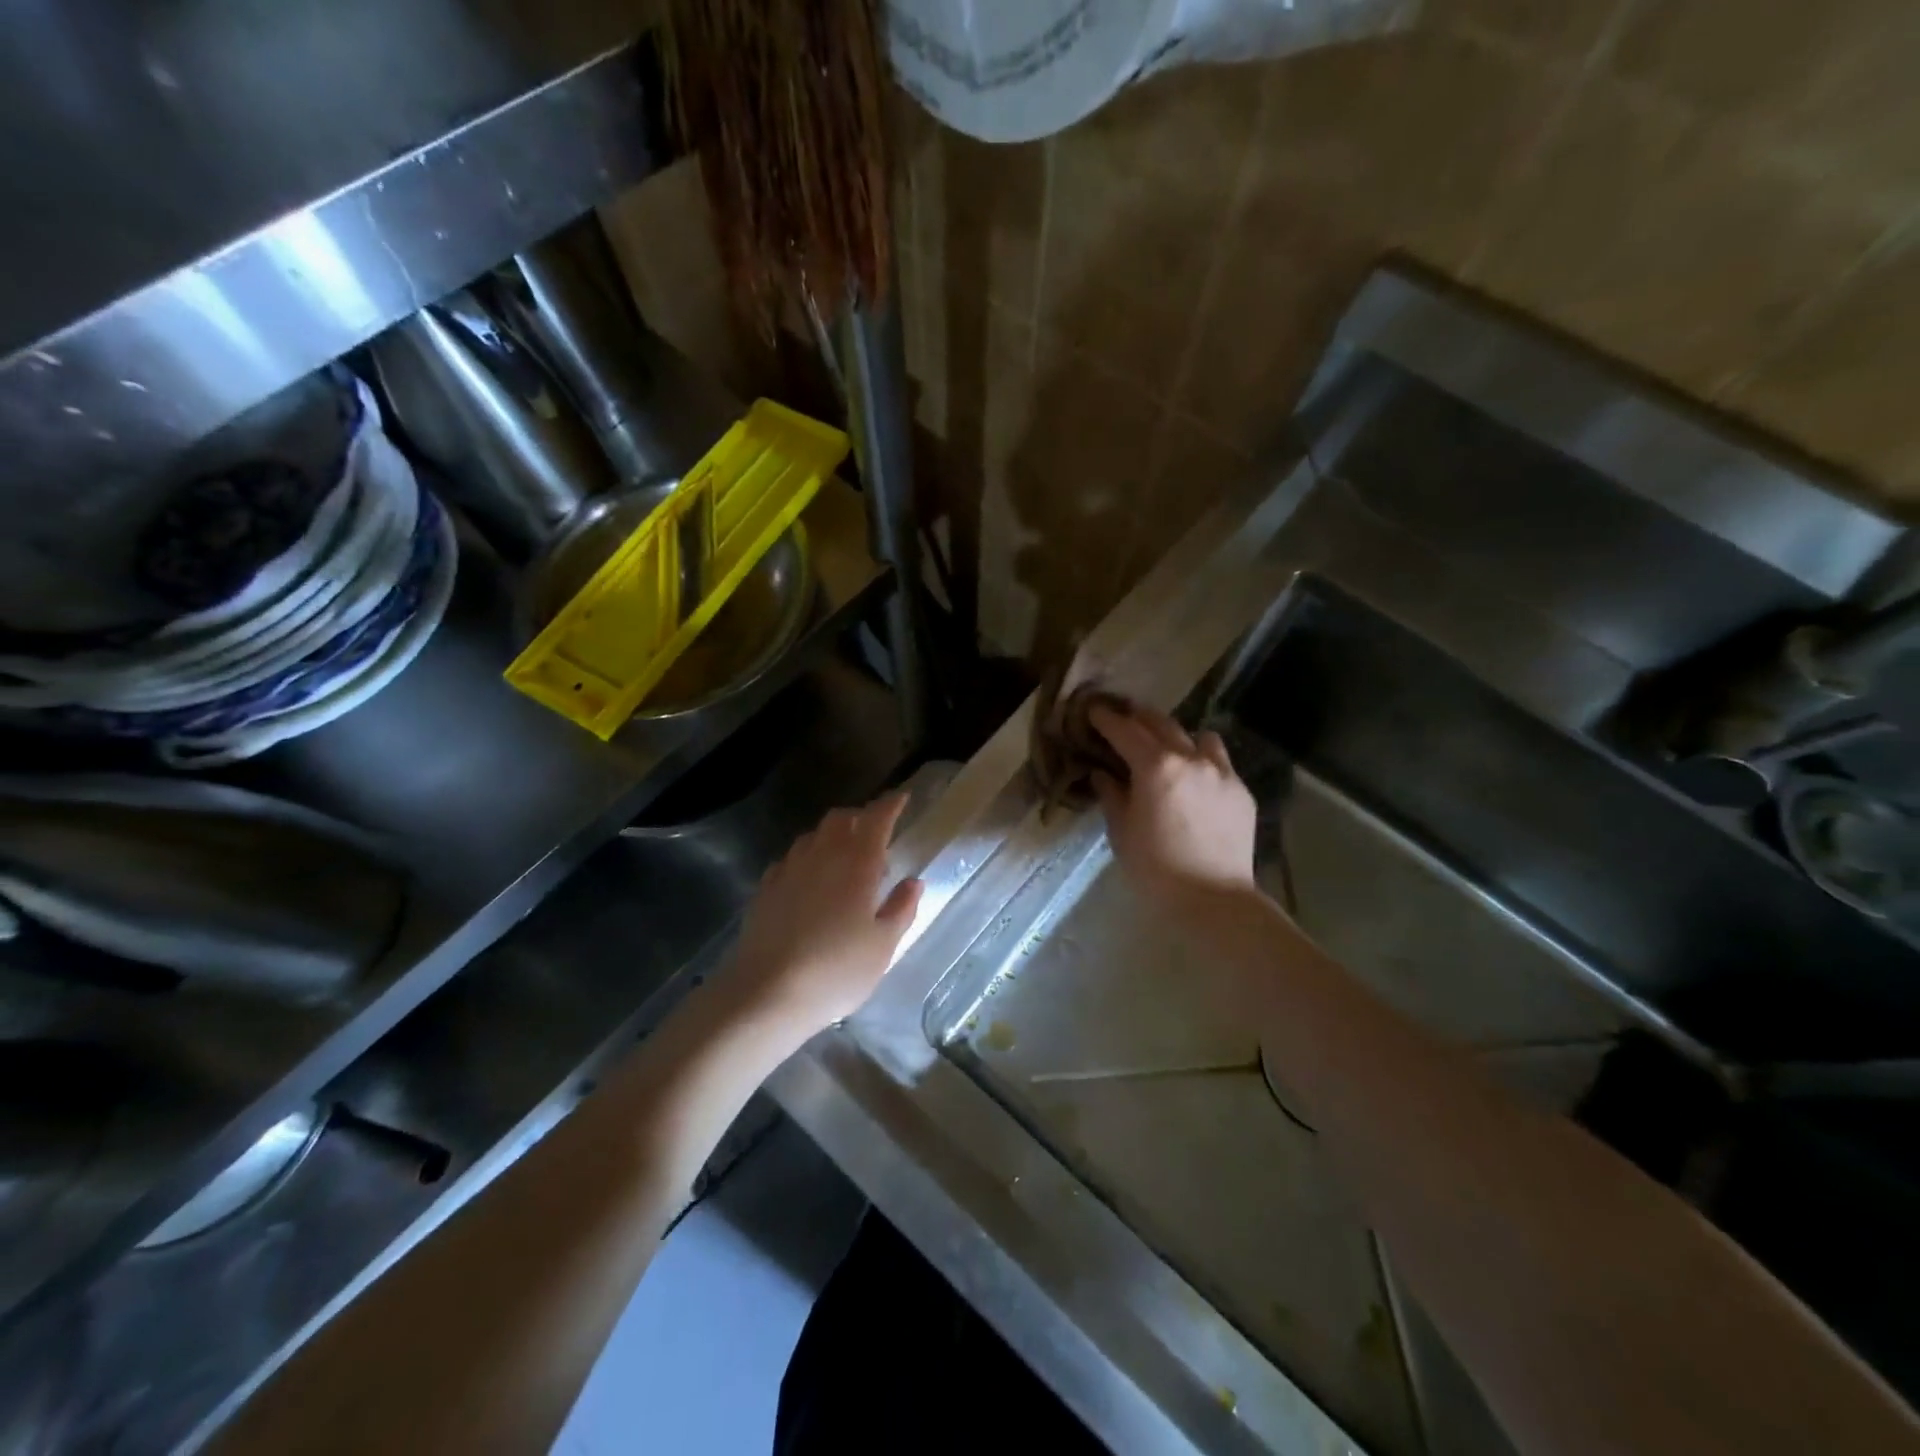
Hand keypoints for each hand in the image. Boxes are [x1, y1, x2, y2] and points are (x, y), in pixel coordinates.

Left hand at [726, 791, 924, 1037]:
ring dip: (831, 836)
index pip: (877, 818)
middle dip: (860, 816)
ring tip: (843, 858)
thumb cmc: (837, 969)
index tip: (902, 798)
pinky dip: (806, 859)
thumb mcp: (883, 945)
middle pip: (840, 818)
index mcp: (858, 862)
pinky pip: (790, 859)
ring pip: (812, 836)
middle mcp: (822, 855)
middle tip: (874, 833)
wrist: (768, 993)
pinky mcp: (766, 888)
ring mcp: (789, 869)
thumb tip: (913, 882)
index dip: (891, 804)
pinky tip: (809, 881)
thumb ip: (901, 908)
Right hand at [1089, 702, 1257, 907]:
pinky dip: (1202, 761)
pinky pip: (1219, 762)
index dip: (1106, 718)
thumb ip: (1111, 795)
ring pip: (1198, 736)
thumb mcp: (1122, 832)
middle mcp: (1191, 758)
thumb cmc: (1155, 869)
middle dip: (1138, 718)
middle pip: (1161, 723)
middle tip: (1123, 718)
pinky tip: (1195, 781)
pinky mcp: (1241, 790)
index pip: (1125, 731)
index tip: (1093, 710)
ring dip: (1177, 736)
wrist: (1214, 900)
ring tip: (1167, 749)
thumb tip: (1102, 773)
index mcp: (1156, 767)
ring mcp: (1221, 772)